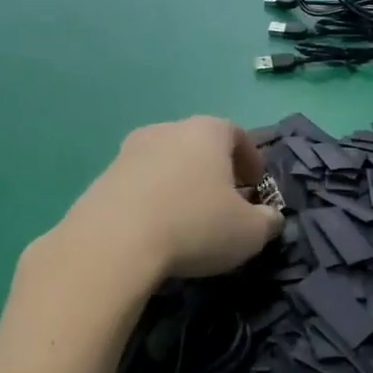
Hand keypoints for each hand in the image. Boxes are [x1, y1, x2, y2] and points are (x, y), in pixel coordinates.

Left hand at [57, 118, 280, 280]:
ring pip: (166, 163)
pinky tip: (156, 230)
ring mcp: (129, 151)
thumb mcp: (250, 232)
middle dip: (215, 172)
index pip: (237, 134)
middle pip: (199, 145)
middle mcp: (167, 130)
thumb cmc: (195, 226)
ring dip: (181, 185)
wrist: (113, 243)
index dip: (251, 159)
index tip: (256, 187)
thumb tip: (270, 218)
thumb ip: (268, 222)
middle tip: (224, 204)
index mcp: (207, 132)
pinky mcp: (102, 178)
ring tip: (188, 220)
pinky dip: (153, 200)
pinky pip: (139, 184)